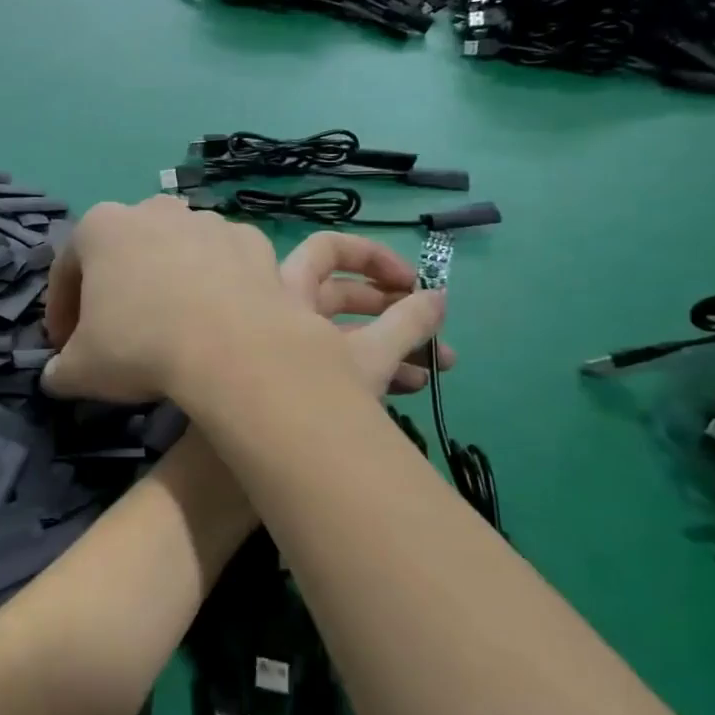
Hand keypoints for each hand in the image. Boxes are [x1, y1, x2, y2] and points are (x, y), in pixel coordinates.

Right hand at [41, 197, 328, 402]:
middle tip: (117, 332)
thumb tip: (57, 375)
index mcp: (100, 227)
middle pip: (124, 250)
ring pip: (176, 251)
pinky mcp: (252, 241)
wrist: (236, 350)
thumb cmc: (141, 347)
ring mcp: (208, 221)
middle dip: (117, 287)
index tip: (65, 346)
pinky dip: (216, 284)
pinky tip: (216, 320)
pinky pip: (223, 263)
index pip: (66, 269)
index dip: (61, 311)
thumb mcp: (81, 371)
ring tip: (173, 326)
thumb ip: (60, 370)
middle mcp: (153, 210)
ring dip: (168, 281)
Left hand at [279, 232, 449, 395]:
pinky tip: (412, 387)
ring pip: (337, 330)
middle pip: (338, 293)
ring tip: (440, 365)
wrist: (274, 466)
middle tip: (431, 323)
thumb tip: (438, 298)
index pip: (326, 249)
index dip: (372, 257)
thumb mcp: (372, 357)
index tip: (413, 283)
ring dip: (390, 342)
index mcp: (286, 292)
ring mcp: (279, 347)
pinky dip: (365, 366)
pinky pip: (326, 360)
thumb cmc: (318, 396)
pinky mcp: (288, 379)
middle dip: (391, 307)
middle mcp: (276, 312)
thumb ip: (408, 323)